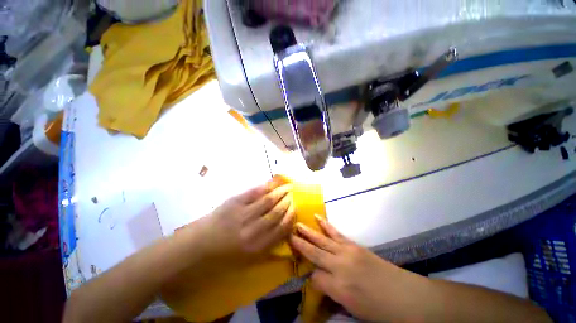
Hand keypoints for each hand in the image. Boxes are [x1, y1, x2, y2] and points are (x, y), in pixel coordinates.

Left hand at [199, 179, 294, 262]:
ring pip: (268, 200)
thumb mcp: (250, 256)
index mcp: (257, 246)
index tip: (295, 209)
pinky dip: (266, 187)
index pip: (281, 229)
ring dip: (280, 193)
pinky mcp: (234, 202)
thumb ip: (269, 243)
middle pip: (276, 212)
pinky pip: (254, 192)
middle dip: (287, 202)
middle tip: (292, 196)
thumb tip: (285, 228)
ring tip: (287, 187)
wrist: (200, 243)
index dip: (290, 217)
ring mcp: (243, 214)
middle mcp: (252, 230)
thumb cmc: (226, 252)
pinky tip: (272, 184)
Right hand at [290, 217, 411, 321]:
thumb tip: (319, 282)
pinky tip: (318, 218)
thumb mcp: (352, 309)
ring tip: (297, 225)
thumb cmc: (379, 310)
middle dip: (300, 245)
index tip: (309, 277)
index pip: (315, 278)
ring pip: (322, 240)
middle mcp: (339, 266)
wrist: (405, 295)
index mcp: (338, 288)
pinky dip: (325, 225)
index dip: (311, 278)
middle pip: (314, 253)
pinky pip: (335, 233)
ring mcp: (346, 252)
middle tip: (288, 235)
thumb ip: (332, 293)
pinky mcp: (353, 245)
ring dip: (308, 232)